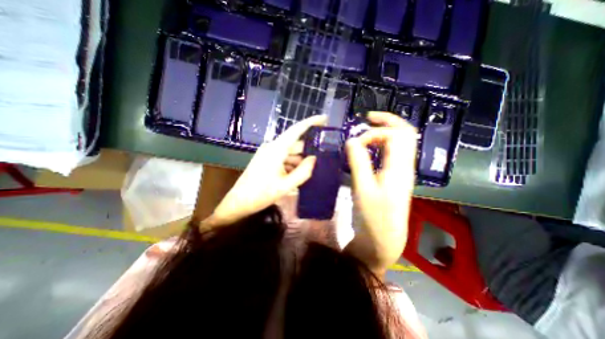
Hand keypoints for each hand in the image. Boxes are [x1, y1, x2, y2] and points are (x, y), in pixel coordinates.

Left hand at [202, 115, 325, 228]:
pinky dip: (292, 165)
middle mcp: (272, 147)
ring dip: (299, 161)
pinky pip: (284, 158)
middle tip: (322, 161)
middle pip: (295, 144)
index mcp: (276, 149)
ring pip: (290, 153)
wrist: (239, 202)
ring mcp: (268, 153)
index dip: (311, 122)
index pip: (296, 130)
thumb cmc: (261, 194)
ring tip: (309, 173)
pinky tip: (296, 176)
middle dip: (308, 152)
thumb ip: (303, 172)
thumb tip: (314, 159)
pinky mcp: (266, 159)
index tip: (325, 119)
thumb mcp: (286, 185)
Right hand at [342, 113, 418, 275]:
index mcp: (399, 168)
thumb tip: (351, 141)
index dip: (373, 133)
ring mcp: (401, 172)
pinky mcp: (394, 177)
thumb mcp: (363, 189)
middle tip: (367, 118)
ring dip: (384, 132)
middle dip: (387, 121)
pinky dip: (381, 144)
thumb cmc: (373, 217)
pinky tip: (368, 149)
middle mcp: (404, 166)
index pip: (395, 135)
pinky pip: (392, 153)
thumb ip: (358, 162)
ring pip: (400, 142)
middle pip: (405, 133)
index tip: (355, 143)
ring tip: (366, 131)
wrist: (383, 239)